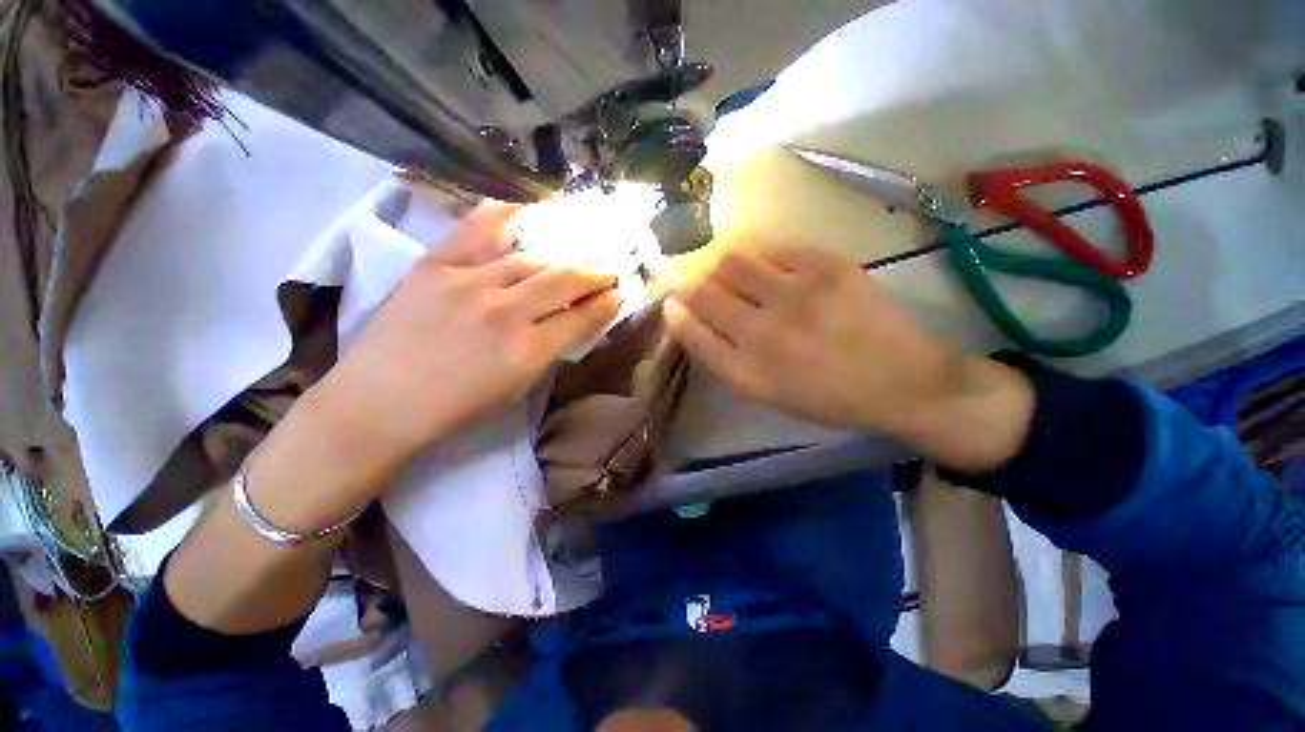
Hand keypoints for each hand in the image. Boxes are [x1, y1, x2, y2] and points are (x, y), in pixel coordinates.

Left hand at [310, 203, 620, 472]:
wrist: (380, 404)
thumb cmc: (456, 408)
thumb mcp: (517, 389)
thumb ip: (550, 353)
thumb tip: (573, 323)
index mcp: (527, 352)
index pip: (580, 318)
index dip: (605, 304)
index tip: (618, 294)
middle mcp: (504, 313)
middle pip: (563, 281)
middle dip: (594, 275)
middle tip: (609, 272)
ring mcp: (467, 284)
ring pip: (530, 260)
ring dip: (561, 259)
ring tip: (575, 258)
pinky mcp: (434, 267)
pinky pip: (474, 232)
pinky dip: (501, 217)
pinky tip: (522, 211)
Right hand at [663, 248, 1031, 469]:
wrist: (901, 379)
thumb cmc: (825, 395)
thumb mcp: (764, 392)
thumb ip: (722, 357)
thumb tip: (688, 316)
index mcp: (748, 374)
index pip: (691, 332)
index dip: (675, 312)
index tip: (669, 300)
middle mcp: (764, 334)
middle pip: (704, 292)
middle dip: (687, 283)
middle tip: (692, 281)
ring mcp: (797, 296)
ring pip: (733, 263)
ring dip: (724, 269)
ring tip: (738, 279)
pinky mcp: (829, 267)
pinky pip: (775, 251)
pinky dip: (766, 261)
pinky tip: (778, 275)